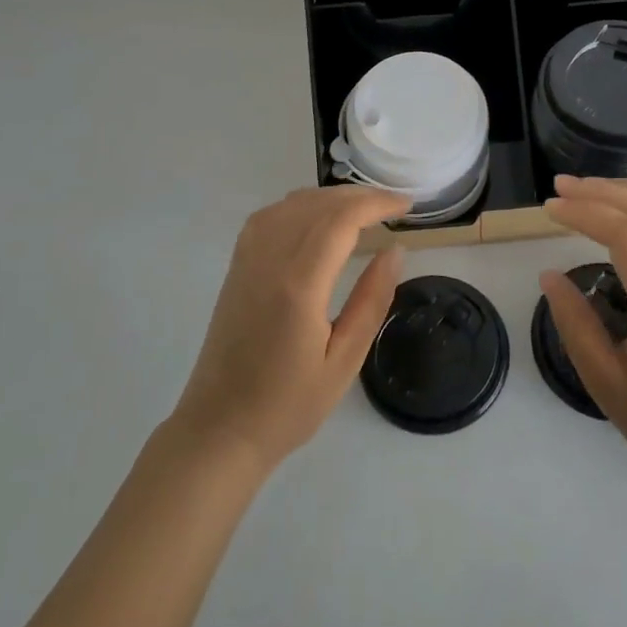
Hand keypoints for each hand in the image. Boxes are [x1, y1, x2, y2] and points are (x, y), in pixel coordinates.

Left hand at [171, 186, 410, 469]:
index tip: (406, 206)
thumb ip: (372, 300)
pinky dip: (300, 205)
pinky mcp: (236, 268)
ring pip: (291, 204)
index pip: (340, 220)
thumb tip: (395, 250)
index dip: (376, 203)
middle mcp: (268, 261)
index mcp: (298, 285)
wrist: (220, 430)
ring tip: (363, 209)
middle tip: (393, 206)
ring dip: (330, 198)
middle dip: (359, 196)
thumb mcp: (345, 361)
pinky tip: (317, 218)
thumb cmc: (288, 405)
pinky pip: (268, 217)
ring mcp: (246, 261)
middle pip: (316, 204)